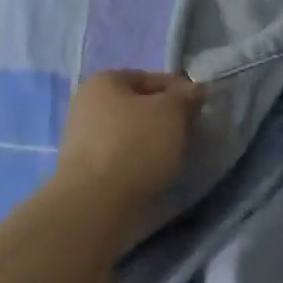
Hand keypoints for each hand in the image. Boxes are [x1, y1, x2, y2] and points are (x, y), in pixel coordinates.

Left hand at [54, 70, 205, 203]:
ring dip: (154, 140)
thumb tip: (194, 92)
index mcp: (104, 81)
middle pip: (140, 105)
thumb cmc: (136, 145)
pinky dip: (139, 160)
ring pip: (131, 132)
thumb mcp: (173, 112)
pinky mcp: (83, 169)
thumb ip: (187, 97)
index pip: (153, 78)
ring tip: (174, 156)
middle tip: (190, 133)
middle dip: (166, 117)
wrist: (95, 204)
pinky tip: (153, 172)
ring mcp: (81, 138)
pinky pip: (121, 155)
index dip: (181, 91)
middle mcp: (87, 104)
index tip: (200, 109)